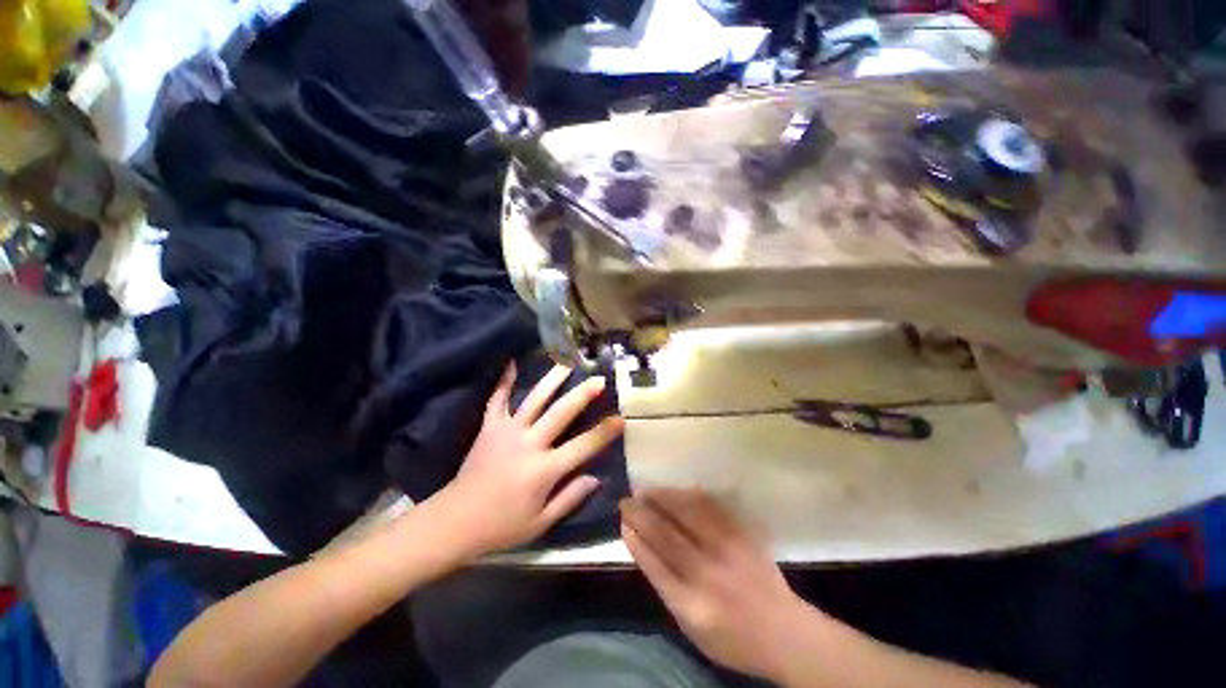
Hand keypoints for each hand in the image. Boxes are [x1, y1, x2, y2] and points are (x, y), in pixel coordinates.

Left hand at [430, 361, 623, 557]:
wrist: (455, 521)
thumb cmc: (502, 526)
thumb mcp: (541, 522)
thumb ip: (570, 498)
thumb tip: (596, 478)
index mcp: (545, 469)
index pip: (583, 446)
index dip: (604, 432)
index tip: (621, 418)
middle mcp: (529, 444)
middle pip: (561, 413)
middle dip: (583, 394)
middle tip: (599, 379)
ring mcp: (508, 431)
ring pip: (534, 399)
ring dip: (552, 379)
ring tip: (566, 361)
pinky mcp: (489, 428)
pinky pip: (497, 400)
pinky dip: (504, 381)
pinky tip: (510, 362)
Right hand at [621, 489, 817, 680]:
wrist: (784, 633)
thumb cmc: (732, 638)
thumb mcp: (691, 628)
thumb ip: (667, 589)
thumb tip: (643, 548)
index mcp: (691, 604)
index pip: (653, 563)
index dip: (635, 539)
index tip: (622, 522)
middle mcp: (707, 574)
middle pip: (665, 535)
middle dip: (641, 514)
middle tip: (626, 500)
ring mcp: (727, 550)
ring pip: (687, 514)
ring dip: (662, 498)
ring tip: (646, 490)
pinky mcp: (742, 535)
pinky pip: (711, 507)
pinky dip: (689, 495)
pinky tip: (677, 490)